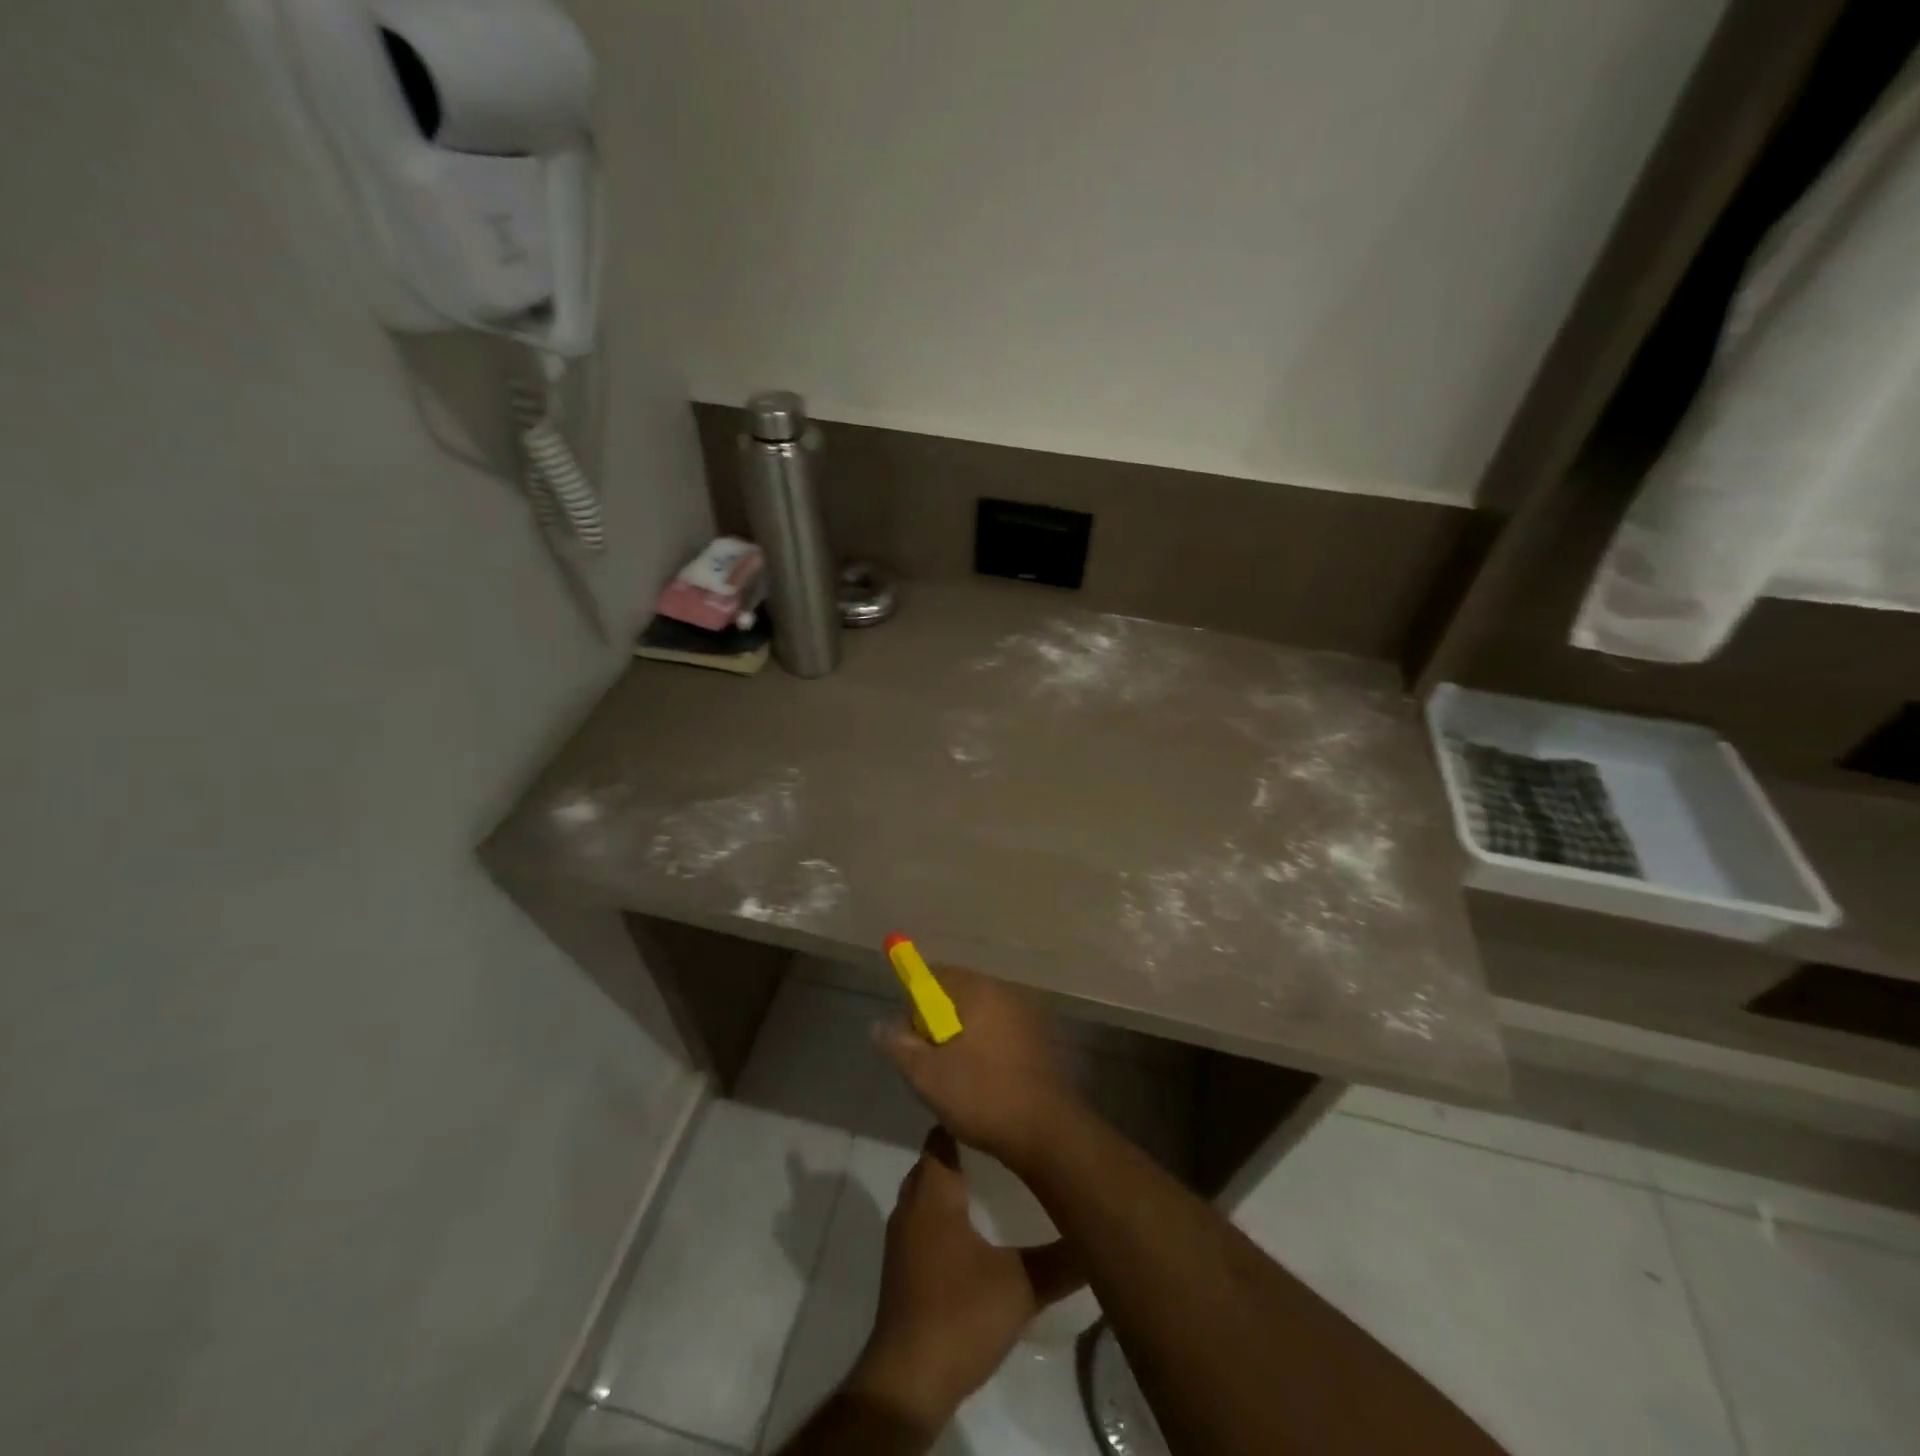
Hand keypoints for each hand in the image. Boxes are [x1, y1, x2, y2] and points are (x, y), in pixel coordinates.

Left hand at [848, 1128, 1082, 1431]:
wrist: (908, 1380)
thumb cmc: (960, 1314)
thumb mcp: (1021, 1286)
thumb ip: (1060, 1260)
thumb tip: (1095, 1235)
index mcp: (933, 1192)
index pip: (942, 1135)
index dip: (967, 1121)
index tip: (999, 1114)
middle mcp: (911, 1204)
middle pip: (934, 1161)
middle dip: (964, 1151)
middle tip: (1004, 1147)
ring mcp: (901, 1237)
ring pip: (927, 1192)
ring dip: (953, 1185)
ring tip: (995, 1183)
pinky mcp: (901, 1267)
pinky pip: (923, 1221)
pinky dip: (944, 1214)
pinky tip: (974, 1231)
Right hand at [873, 966, 1079, 1169]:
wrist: (1047, 1132)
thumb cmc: (982, 1094)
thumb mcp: (927, 1074)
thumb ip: (899, 1045)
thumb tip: (879, 1025)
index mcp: (979, 991)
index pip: (936, 974)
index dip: (914, 1000)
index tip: (908, 1034)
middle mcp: (1004, 993)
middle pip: (957, 994)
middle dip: (935, 1022)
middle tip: (925, 1060)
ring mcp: (1025, 1017)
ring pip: (977, 1017)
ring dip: (958, 1038)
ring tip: (950, 1077)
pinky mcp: (1037, 1042)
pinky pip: (997, 1034)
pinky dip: (981, 1050)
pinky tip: (977, 1084)